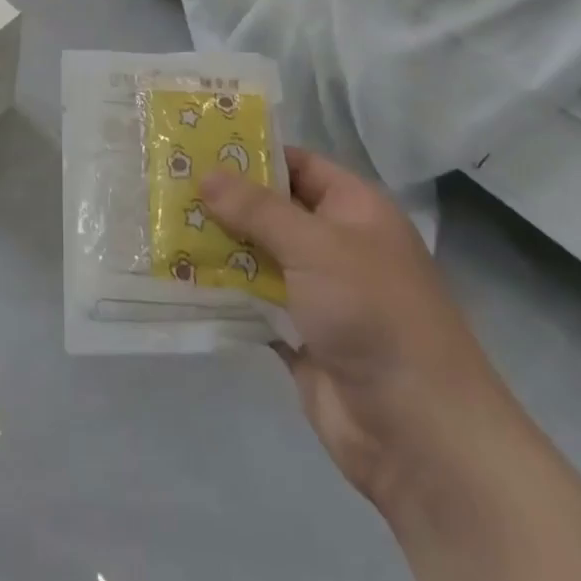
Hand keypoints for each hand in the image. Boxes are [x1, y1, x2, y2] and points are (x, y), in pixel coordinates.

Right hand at [201, 149, 506, 502]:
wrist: (419, 434)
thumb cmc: (373, 314)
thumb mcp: (315, 246)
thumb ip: (257, 209)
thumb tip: (205, 174)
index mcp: (354, 210)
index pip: (298, 165)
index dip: (252, 153)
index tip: (198, 146)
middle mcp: (337, 245)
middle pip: (272, 210)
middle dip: (224, 201)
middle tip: (166, 183)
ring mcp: (318, 293)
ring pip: (258, 255)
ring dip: (218, 245)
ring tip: (161, 223)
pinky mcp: (299, 336)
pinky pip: (253, 301)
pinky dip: (223, 291)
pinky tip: (178, 275)